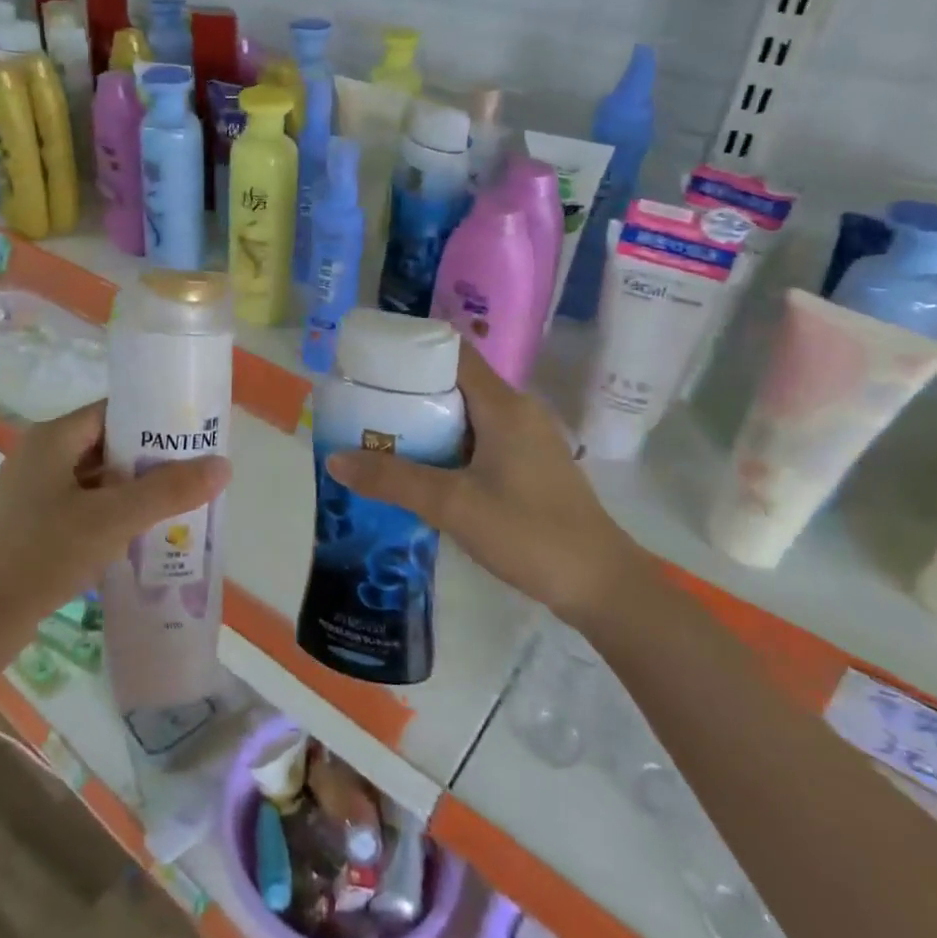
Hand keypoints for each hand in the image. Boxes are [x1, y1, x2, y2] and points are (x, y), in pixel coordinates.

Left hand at [0, 400, 231, 628]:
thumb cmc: (42, 554)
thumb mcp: (112, 519)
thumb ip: (168, 491)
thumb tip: (223, 465)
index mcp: (53, 438)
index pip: (113, 412)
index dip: (154, 420)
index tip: (194, 437)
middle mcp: (42, 456)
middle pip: (108, 445)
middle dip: (151, 460)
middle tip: (195, 474)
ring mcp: (34, 493)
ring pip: (97, 480)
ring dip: (134, 491)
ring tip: (180, 504)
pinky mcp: (33, 526)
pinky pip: (84, 508)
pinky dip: (113, 515)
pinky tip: (142, 535)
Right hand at [324, 343, 645, 621]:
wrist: (602, 586)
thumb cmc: (530, 533)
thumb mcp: (453, 505)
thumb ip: (392, 480)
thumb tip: (334, 459)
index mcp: (503, 404)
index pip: (452, 353)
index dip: (410, 351)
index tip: (368, 363)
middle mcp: (516, 412)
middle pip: (453, 383)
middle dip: (406, 392)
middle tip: (361, 406)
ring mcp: (525, 440)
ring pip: (464, 416)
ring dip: (423, 423)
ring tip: (377, 436)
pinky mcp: (527, 467)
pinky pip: (476, 441)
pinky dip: (444, 447)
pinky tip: (417, 471)